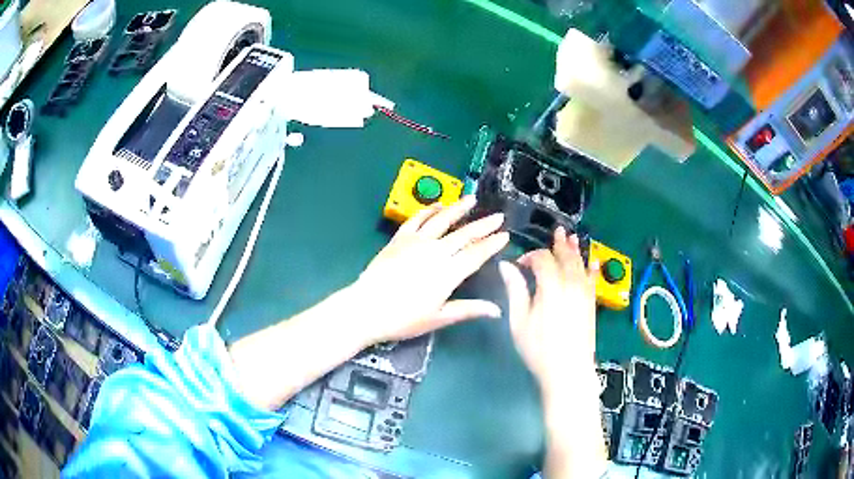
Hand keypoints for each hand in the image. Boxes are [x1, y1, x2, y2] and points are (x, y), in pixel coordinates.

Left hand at [353, 196, 509, 344]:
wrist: (366, 308)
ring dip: (458, 208)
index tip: (505, 235)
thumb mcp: (439, 318)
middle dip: (483, 224)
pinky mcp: (399, 238)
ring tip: (471, 199)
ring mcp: (416, 242)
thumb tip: (497, 311)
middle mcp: (436, 252)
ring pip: (442, 220)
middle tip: (498, 216)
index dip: (492, 244)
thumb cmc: (404, 319)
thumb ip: (469, 310)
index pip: (476, 254)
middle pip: (464, 234)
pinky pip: (417, 219)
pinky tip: (438, 205)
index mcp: (448, 273)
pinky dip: (429, 210)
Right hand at [499, 227, 598, 394]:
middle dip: (559, 244)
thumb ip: (515, 290)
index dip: (531, 257)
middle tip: (557, 231)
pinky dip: (591, 268)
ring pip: (580, 265)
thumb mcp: (519, 321)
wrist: (568, 370)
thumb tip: (505, 266)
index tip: (520, 265)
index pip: (542, 260)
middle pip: (565, 257)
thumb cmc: (539, 348)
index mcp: (550, 286)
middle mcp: (570, 284)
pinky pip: (592, 280)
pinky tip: (592, 261)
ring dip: (575, 250)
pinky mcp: (591, 304)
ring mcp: (584, 293)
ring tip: (572, 237)